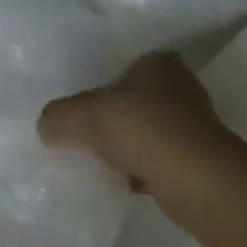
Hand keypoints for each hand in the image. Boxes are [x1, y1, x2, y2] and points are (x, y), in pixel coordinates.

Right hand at [38, 50, 235, 197]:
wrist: (197, 180)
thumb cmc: (142, 128)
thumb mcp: (85, 114)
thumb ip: (59, 116)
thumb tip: (45, 126)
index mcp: (160, 62)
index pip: (130, 64)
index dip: (108, 82)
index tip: (89, 103)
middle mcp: (182, 87)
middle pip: (140, 99)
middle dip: (120, 116)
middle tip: (90, 132)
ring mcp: (196, 126)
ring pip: (152, 131)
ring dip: (133, 145)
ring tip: (104, 161)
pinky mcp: (201, 162)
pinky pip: (162, 161)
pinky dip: (145, 170)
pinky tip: (126, 184)